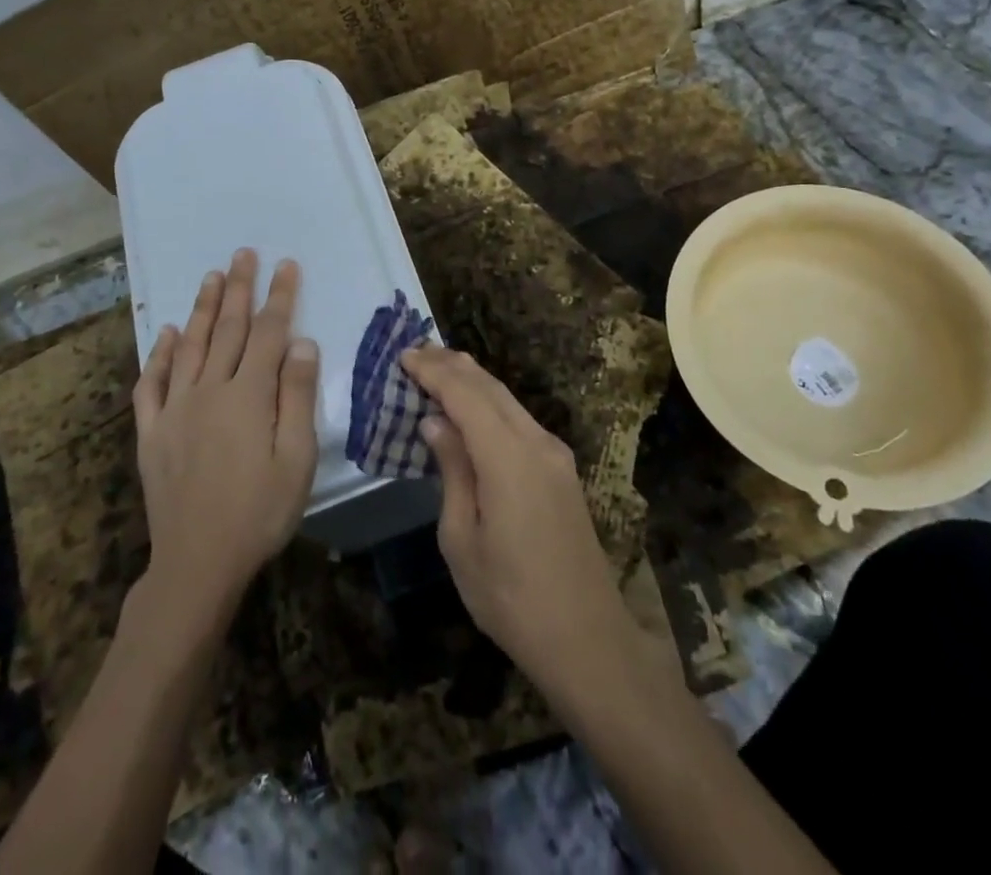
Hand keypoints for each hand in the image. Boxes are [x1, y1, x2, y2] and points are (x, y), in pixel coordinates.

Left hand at [132, 250, 318, 621]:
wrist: (197, 563)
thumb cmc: (259, 512)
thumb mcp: (296, 459)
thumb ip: (297, 396)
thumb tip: (302, 342)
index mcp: (248, 395)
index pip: (269, 332)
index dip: (279, 296)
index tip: (285, 264)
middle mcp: (210, 389)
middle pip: (227, 329)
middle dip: (238, 288)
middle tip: (242, 254)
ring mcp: (176, 409)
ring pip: (189, 345)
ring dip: (201, 308)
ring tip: (210, 276)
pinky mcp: (153, 431)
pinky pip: (152, 384)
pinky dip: (158, 355)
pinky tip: (164, 334)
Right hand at [403, 347, 645, 699]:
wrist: (587, 638)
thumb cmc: (510, 597)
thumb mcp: (462, 540)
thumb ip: (452, 471)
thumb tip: (436, 422)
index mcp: (508, 458)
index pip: (465, 394)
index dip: (433, 371)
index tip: (403, 355)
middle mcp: (537, 442)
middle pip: (491, 387)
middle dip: (452, 365)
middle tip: (417, 352)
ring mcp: (555, 454)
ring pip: (509, 399)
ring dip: (473, 380)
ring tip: (440, 367)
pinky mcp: (562, 470)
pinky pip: (520, 419)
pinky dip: (491, 402)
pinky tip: (473, 408)